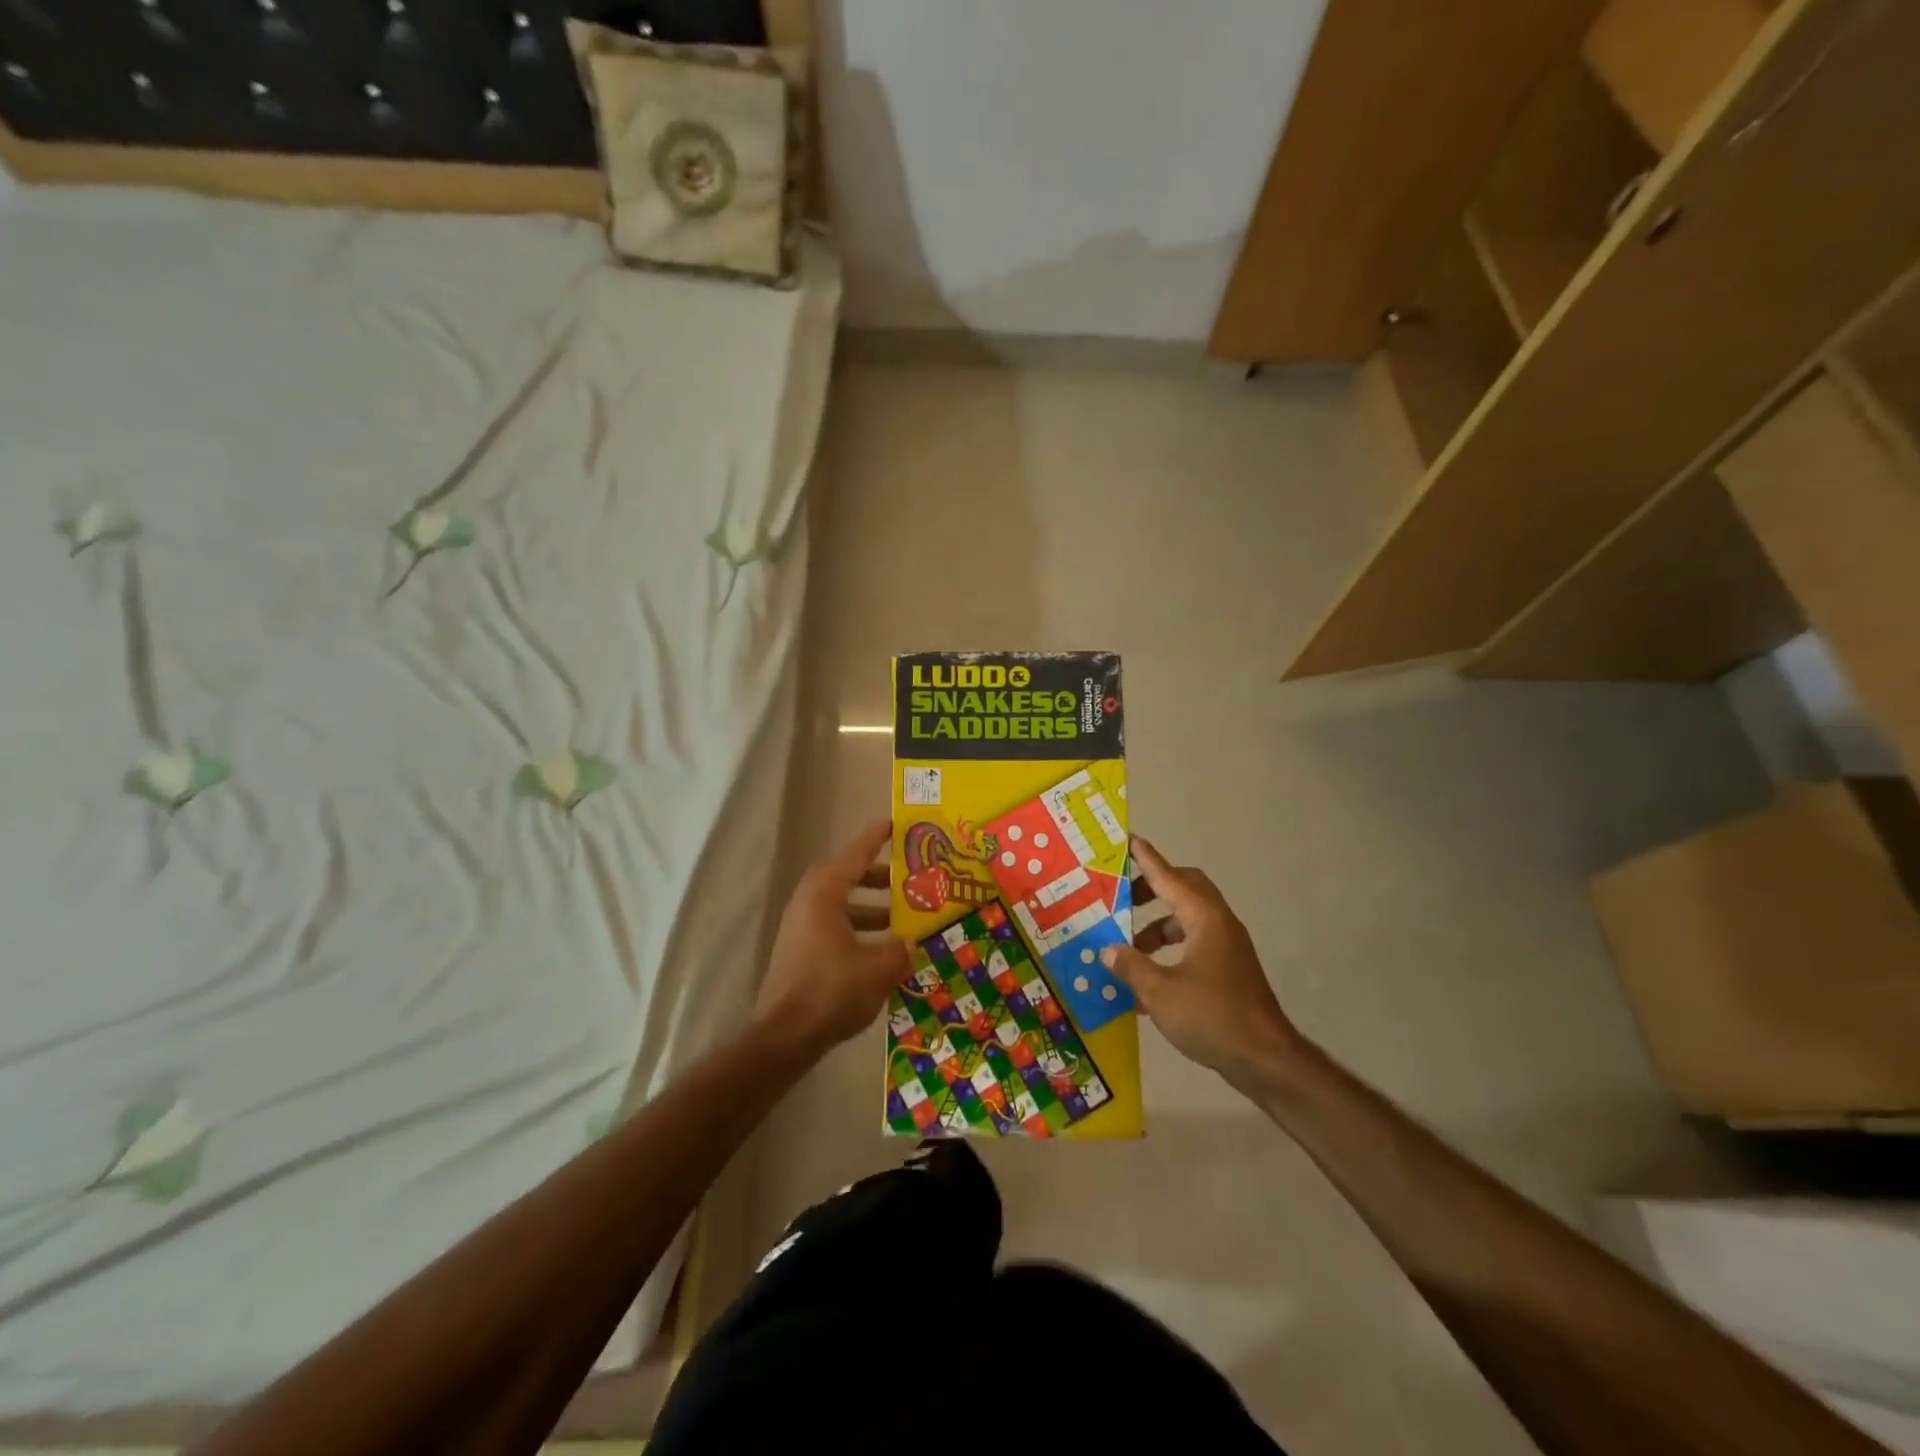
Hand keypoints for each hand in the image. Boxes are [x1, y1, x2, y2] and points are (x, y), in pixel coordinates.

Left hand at [755, 820, 910, 1054]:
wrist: (784, 1037)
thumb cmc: (832, 990)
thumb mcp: (879, 967)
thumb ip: (900, 948)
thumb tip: (910, 943)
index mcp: (825, 893)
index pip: (856, 853)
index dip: (878, 837)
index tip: (897, 823)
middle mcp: (809, 902)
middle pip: (848, 877)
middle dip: (880, 877)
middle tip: (909, 878)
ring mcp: (801, 928)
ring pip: (842, 905)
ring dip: (872, 908)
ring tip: (903, 918)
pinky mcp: (801, 952)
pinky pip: (836, 927)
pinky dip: (859, 929)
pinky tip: (883, 950)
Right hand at [1102, 837, 1306, 1094]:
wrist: (1266, 1060)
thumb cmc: (1212, 1017)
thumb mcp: (1160, 992)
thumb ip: (1130, 966)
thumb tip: (1108, 951)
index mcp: (1205, 919)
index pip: (1170, 877)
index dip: (1148, 860)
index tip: (1130, 842)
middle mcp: (1219, 925)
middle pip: (1184, 891)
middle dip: (1152, 890)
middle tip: (1122, 898)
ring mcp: (1228, 948)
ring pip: (1187, 921)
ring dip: (1157, 927)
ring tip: (1127, 947)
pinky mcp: (1229, 971)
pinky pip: (1194, 945)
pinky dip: (1169, 951)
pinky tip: (1147, 980)